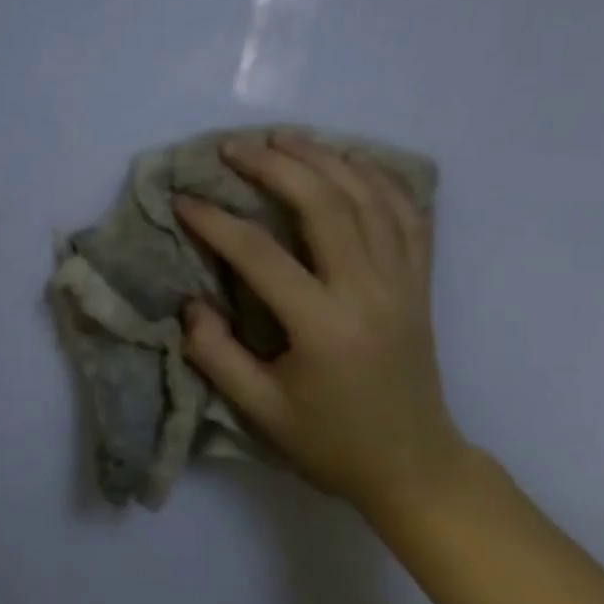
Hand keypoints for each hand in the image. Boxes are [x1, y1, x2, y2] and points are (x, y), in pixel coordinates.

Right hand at [173, 133, 467, 515]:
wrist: (413, 465)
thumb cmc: (330, 442)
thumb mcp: (260, 410)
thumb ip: (216, 355)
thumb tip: (192, 303)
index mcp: (323, 326)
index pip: (260, 255)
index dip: (216, 222)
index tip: (183, 200)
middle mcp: (368, 291)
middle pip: (324, 205)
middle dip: (274, 167)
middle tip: (234, 147)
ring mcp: (403, 282)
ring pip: (369, 198)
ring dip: (325, 159)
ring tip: (285, 137)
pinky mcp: (420, 283)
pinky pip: (408, 215)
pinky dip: (380, 179)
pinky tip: (352, 160)